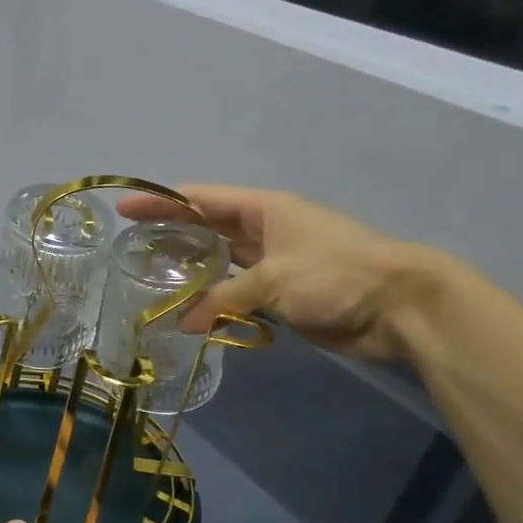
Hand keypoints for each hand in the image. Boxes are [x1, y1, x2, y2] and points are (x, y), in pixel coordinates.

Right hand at [116, 184, 428, 360]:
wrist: (398, 306)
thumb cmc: (335, 274)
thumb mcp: (273, 279)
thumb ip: (223, 297)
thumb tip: (185, 323)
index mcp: (263, 209)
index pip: (200, 199)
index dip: (160, 201)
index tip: (124, 208)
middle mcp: (264, 231)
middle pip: (206, 228)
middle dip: (170, 234)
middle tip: (130, 247)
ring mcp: (274, 263)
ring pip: (220, 263)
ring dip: (191, 272)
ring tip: (151, 280)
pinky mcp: (282, 294)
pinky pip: (238, 294)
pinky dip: (215, 302)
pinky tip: (190, 313)